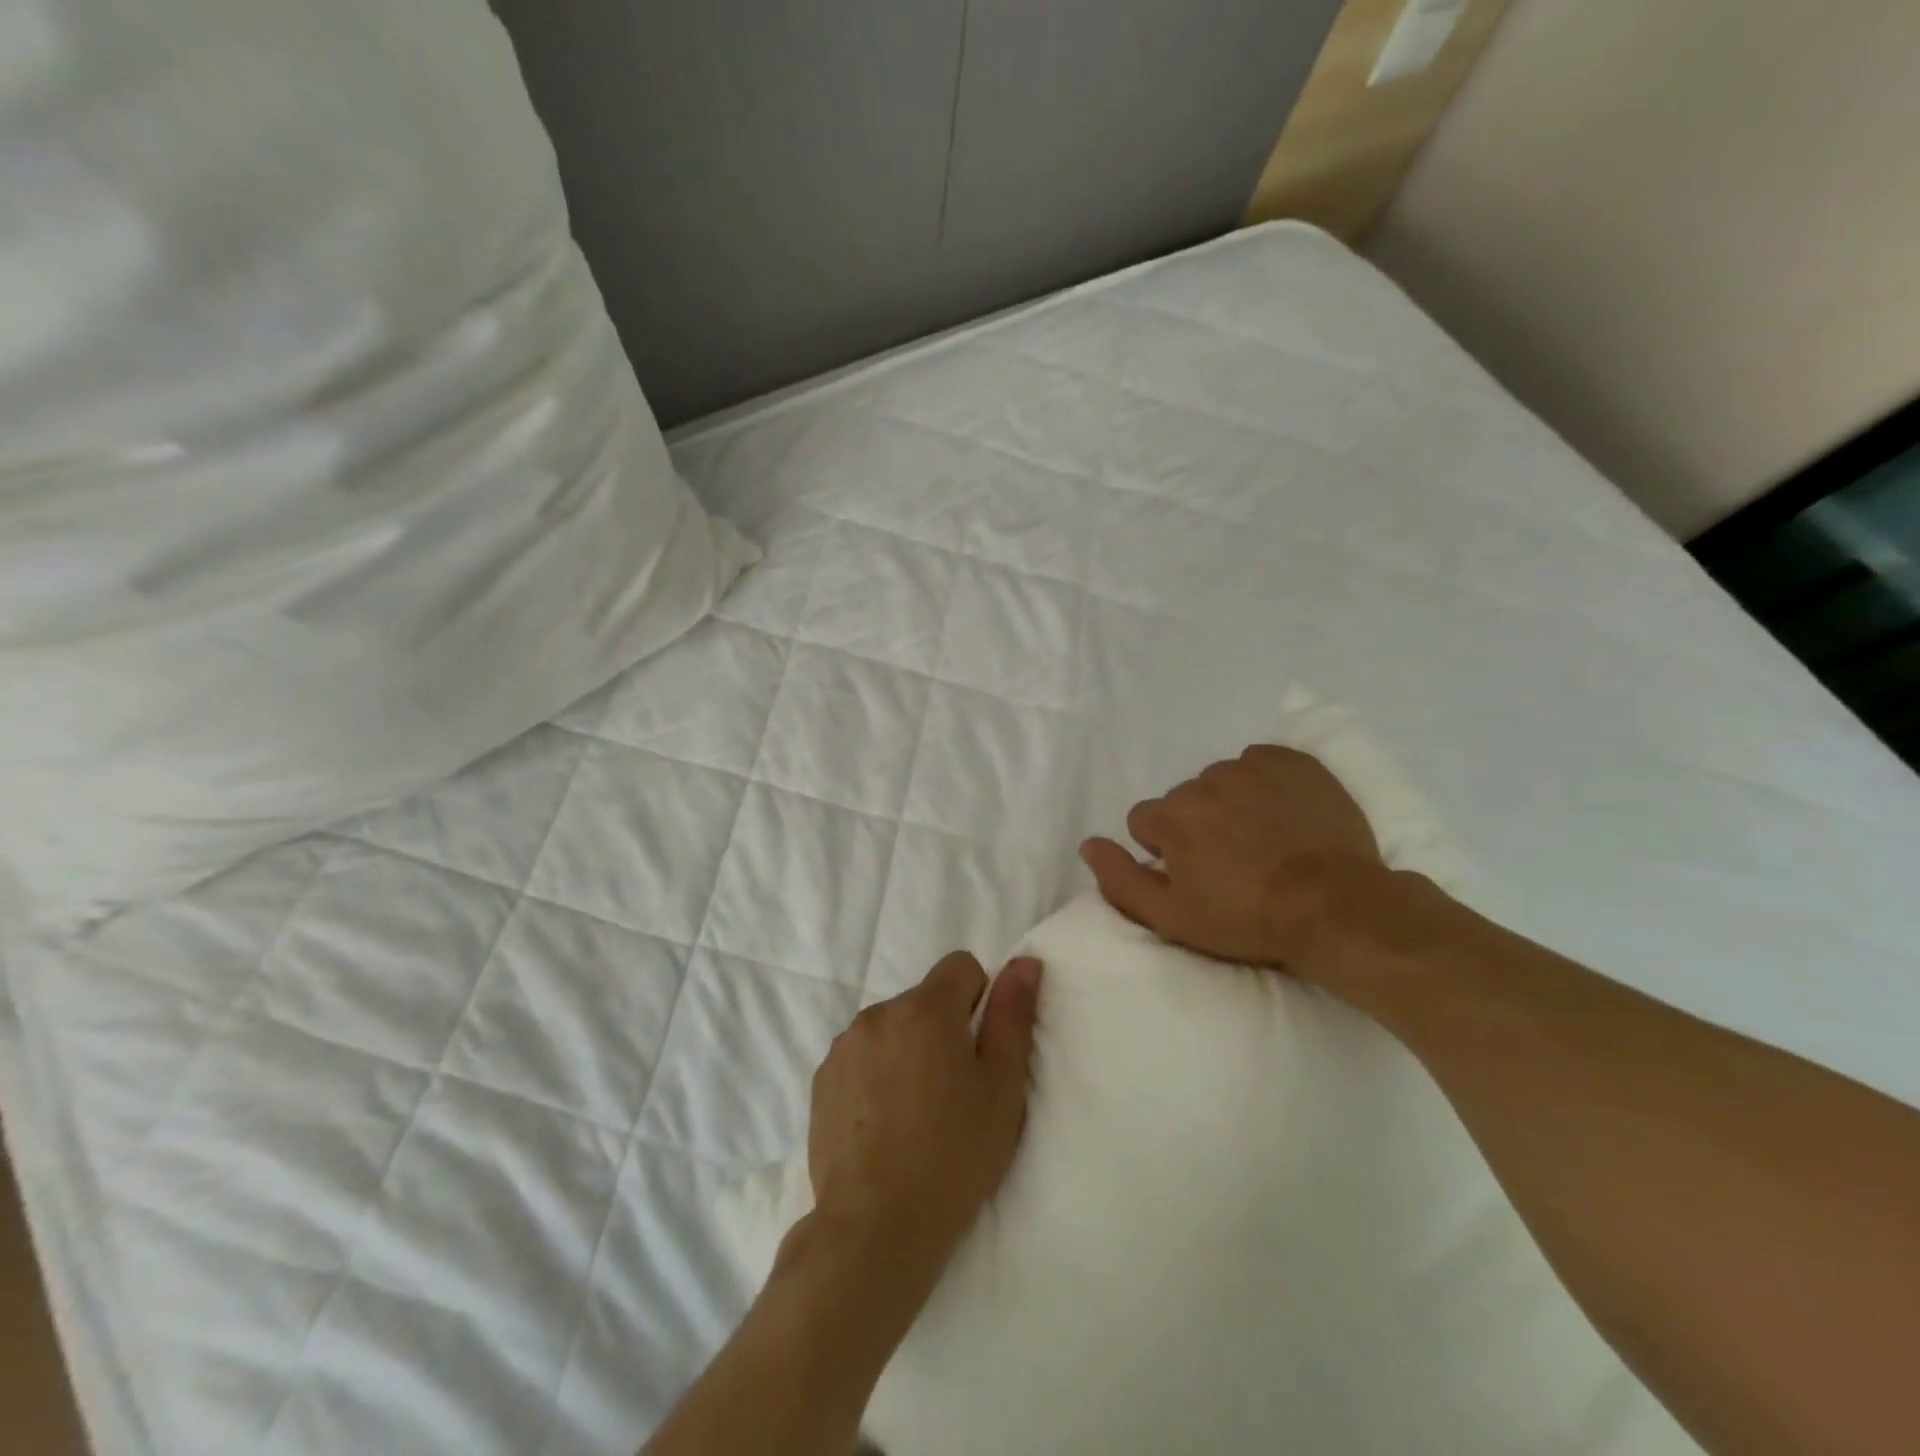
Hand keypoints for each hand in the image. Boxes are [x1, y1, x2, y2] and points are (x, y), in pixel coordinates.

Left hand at [807, 953, 1043, 1281]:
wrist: (874, 1228)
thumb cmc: (953, 1155)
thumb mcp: (1002, 1087)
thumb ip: (1013, 1015)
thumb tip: (1025, 962)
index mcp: (925, 1008)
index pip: (961, 966)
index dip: (980, 1000)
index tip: (979, 1051)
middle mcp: (879, 1012)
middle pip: (925, 999)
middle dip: (943, 1029)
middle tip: (953, 1092)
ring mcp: (844, 1046)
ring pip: (892, 1028)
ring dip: (907, 1050)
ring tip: (916, 1113)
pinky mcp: (821, 1079)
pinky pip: (861, 1056)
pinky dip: (876, 1074)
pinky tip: (883, 1125)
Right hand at [1081, 745, 1386, 972]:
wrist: (1336, 907)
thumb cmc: (1248, 919)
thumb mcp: (1172, 917)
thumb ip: (1120, 879)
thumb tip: (1088, 845)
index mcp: (1171, 815)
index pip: (1145, 822)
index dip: (1165, 852)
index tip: (1196, 875)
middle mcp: (1204, 781)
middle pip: (1184, 800)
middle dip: (1198, 825)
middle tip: (1233, 862)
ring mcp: (1251, 767)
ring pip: (1222, 780)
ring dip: (1231, 803)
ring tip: (1263, 840)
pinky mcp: (1294, 762)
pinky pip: (1262, 763)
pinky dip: (1265, 784)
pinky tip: (1285, 814)